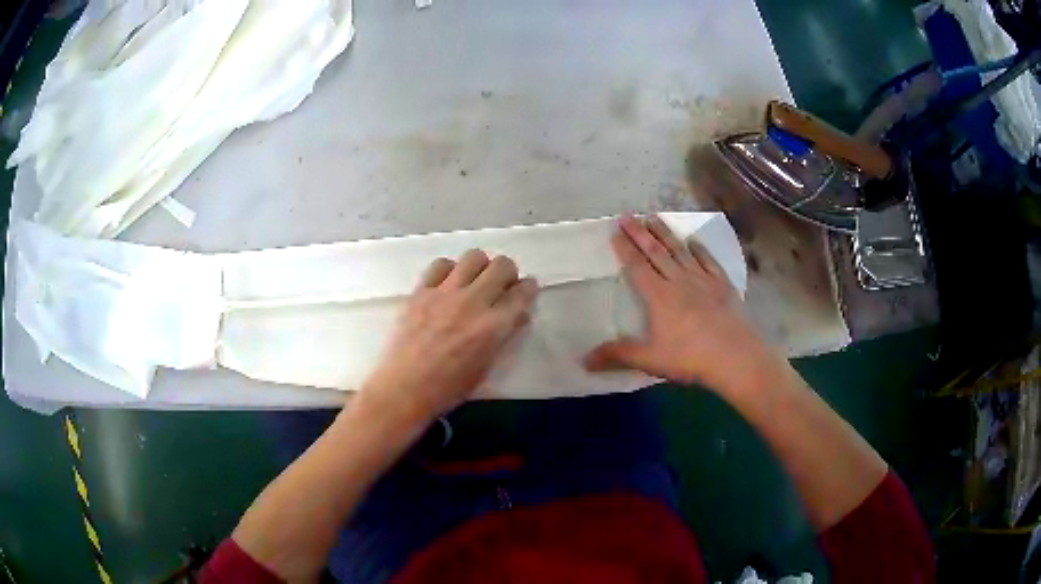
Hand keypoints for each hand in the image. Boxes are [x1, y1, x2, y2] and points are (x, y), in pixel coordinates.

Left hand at [357, 250, 538, 425]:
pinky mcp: (421, 291)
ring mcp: (445, 293)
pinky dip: (450, 269)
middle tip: (501, 285)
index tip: (526, 290)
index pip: (522, 293)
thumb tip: (516, 315)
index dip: (529, 288)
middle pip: (502, 266)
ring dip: (481, 266)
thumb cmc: (449, 388)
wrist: (405, 388)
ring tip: (474, 280)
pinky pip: (441, 264)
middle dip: (508, 273)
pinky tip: (447, 284)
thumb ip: (503, 336)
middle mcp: (473, 302)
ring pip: (474, 256)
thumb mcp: (486, 367)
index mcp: (493, 326)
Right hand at [584, 215, 782, 393]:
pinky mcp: (722, 285)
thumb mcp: (650, 360)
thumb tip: (584, 360)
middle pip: (656, 252)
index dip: (625, 249)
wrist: (735, 357)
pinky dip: (699, 249)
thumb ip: (618, 356)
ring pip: (680, 251)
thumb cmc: (690, 358)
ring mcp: (703, 280)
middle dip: (640, 233)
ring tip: (654, 217)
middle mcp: (679, 281)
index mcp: (659, 296)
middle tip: (628, 215)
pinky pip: (708, 261)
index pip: (637, 267)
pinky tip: (693, 241)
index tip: (615, 231)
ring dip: (666, 234)